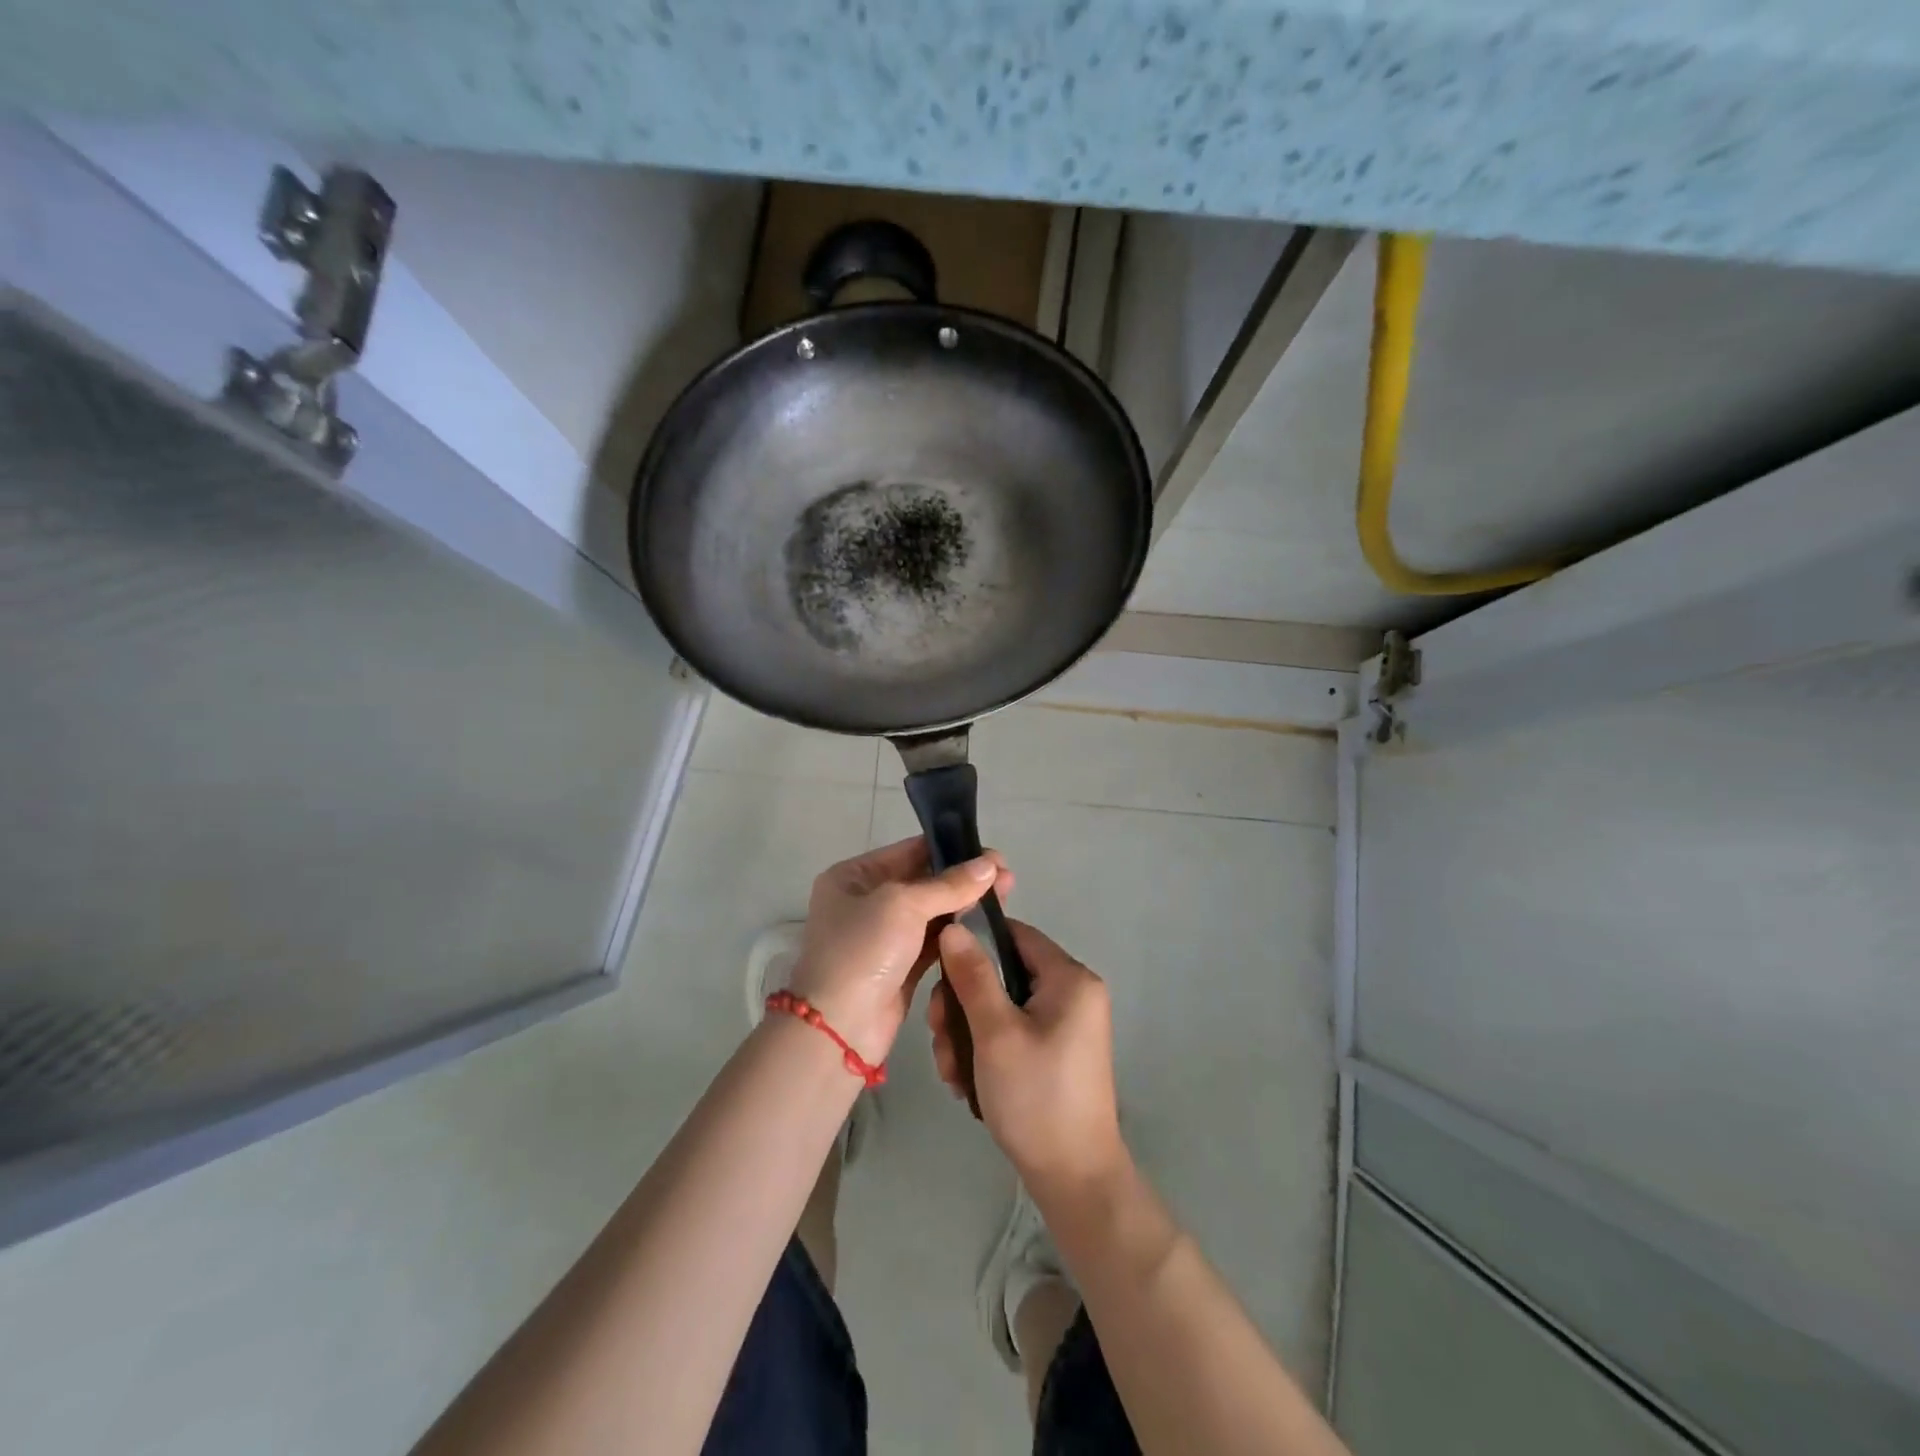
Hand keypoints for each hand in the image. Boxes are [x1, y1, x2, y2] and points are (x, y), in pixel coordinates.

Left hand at [789, 837, 1013, 1064]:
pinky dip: (957, 933)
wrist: (840, 1029)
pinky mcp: (900, 967)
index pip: (909, 851)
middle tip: (1006, 877)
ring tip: (1005, 897)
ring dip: (965, 905)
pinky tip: (987, 926)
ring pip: (932, 912)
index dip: (951, 849)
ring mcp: (883, 937)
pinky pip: (934, 941)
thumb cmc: (864, 951)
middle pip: (924, 881)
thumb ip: (949, 885)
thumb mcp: (903, 905)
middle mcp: (866, 901)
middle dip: (964, 878)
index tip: (992, 855)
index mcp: (854, 876)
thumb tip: (990, 865)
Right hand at [928, 919, 1125, 1191]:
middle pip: (1003, 974)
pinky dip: (985, 1050)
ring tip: (951, 1072)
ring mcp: (1065, 1025)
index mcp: (1070, 978)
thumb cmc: (1036, 1098)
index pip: (1014, 935)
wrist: (1074, 1180)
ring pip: (1001, 1006)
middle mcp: (1072, 993)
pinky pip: (1012, 1031)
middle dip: (963, 1005)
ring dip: (967, 1034)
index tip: (939, 974)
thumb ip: (973, 976)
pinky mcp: (1054, 1052)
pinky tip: (965, 1082)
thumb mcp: (996, 1033)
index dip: (973, 946)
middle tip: (939, 1037)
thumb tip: (954, 927)